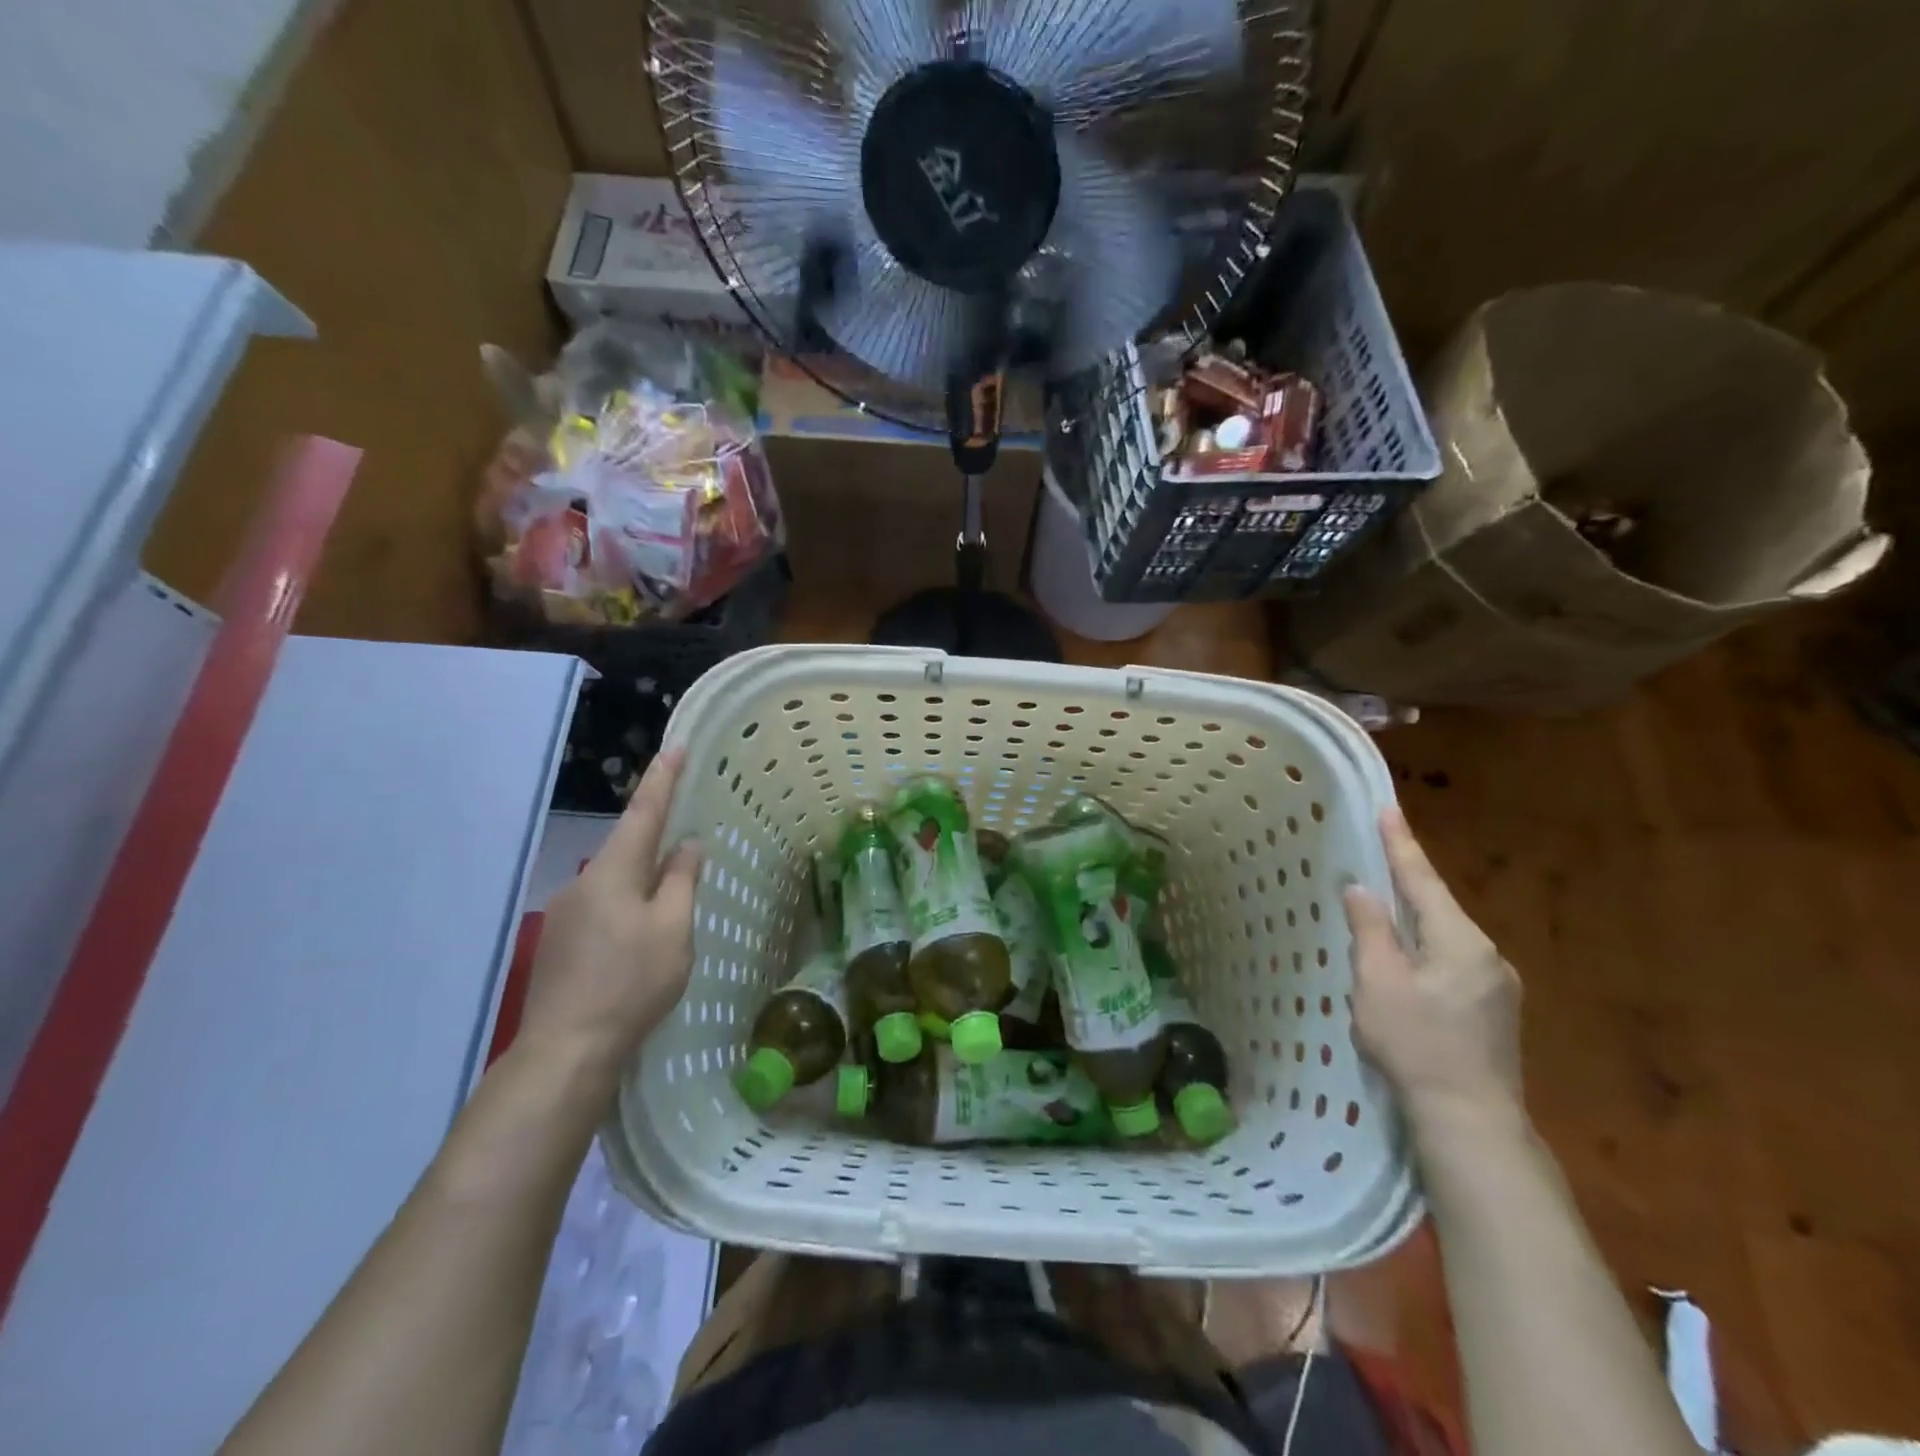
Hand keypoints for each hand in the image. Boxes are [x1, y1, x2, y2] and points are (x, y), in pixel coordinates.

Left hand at [519, 748, 701, 1081]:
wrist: (566, 1050)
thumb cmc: (631, 983)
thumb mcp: (673, 930)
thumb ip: (681, 881)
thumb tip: (687, 846)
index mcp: (613, 871)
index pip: (644, 812)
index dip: (663, 779)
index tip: (677, 747)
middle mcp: (583, 882)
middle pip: (628, 849)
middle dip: (657, 843)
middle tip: (689, 848)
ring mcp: (564, 914)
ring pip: (615, 884)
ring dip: (642, 886)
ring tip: (668, 917)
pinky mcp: (558, 943)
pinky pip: (601, 910)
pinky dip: (626, 912)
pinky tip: (638, 946)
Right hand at [1342, 809, 1521, 1125]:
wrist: (1471, 1121)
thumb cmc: (1417, 1044)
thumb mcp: (1379, 982)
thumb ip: (1370, 930)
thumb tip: (1362, 889)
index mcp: (1459, 940)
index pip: (1422, 880)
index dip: (1401, 844)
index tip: (1388, 808)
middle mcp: (1487, 955)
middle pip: (1437, 907)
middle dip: (1408, 882)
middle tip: (1378, 856)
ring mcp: (1498, 986)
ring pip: (1445, 938)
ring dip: (1415, 921)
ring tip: (1385, 911)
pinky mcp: (1496, 1013)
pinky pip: (1453, 963)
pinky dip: (1426, 950)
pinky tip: (1408, 964)